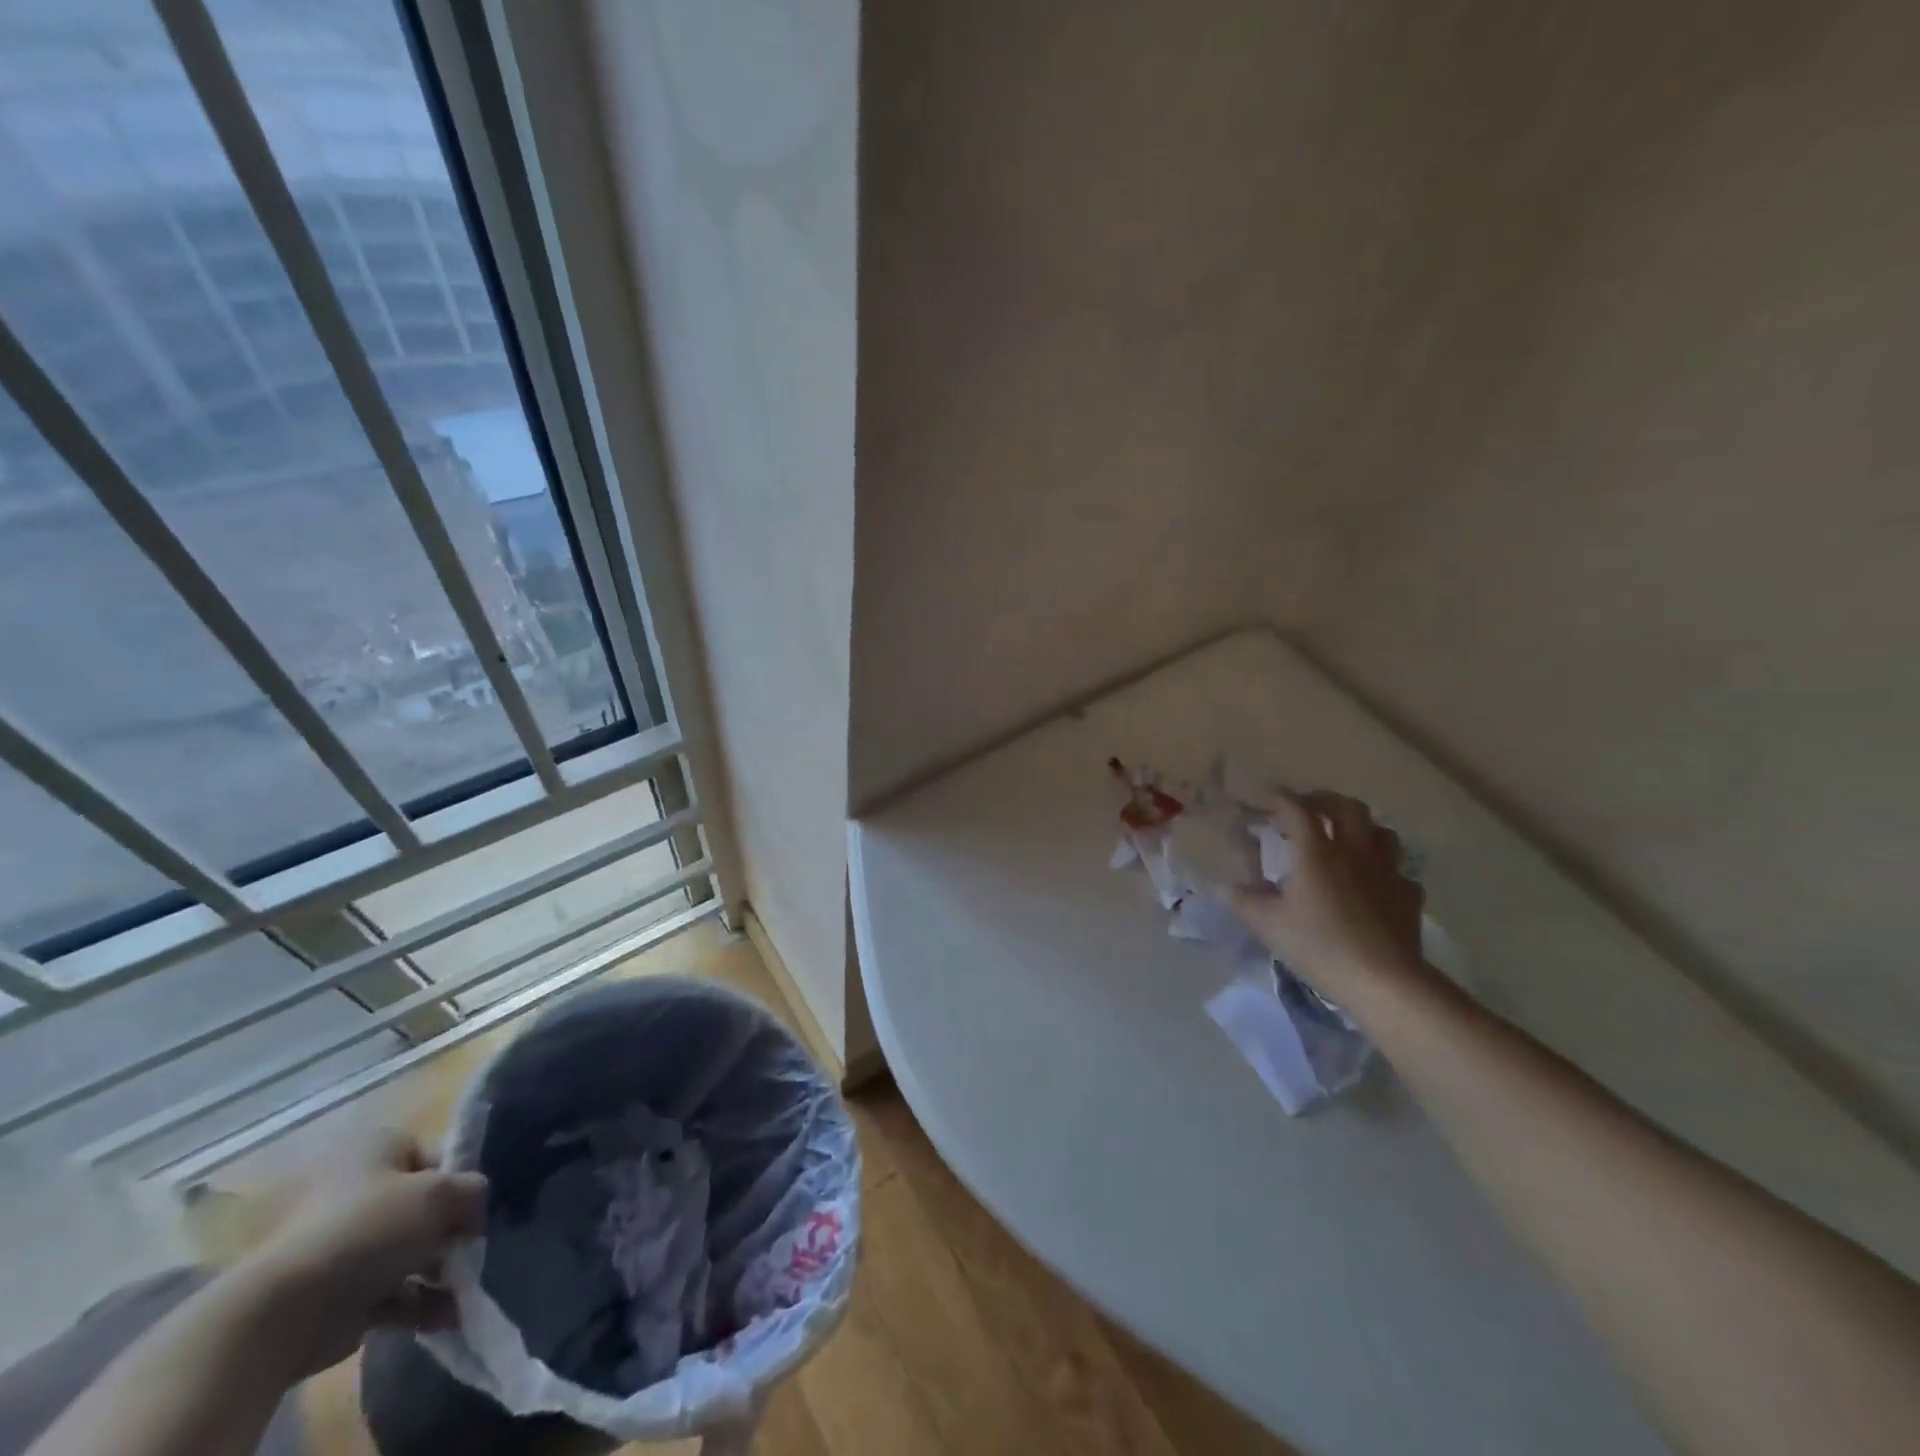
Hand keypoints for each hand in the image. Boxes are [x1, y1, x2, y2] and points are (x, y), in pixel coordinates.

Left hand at [237, 1131, 486, 1378]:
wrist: (283, 1314)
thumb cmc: (368, 1230)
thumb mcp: (441, 1194)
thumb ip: (472, 1191)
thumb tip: (474, 1208)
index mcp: (371, 1149)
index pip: (431, 1154)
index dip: (458, 1178)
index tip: (475, 1205)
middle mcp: (350, 1189)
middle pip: (416, 1204)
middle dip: (447, 1229)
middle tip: (471, 1248)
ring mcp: (335, 1244)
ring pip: (402, 1250)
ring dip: (437, 1269)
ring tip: (464, 1289)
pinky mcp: (329, 1293)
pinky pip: (385, 1290)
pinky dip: (416, 1302)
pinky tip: (445, 1316)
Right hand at [1231, 790, 1427, 1001]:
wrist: (1384, 981)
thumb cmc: (1319, 946)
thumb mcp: (1267, 925)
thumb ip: (1245, 900)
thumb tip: (1235, 887)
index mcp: (1316, 852)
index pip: (1295, 809)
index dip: (1276, 798)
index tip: (1260, 798)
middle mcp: (1354, 851)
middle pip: (1346, 807)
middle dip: (1324, 801)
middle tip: (1306, 809)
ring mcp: (1387, 871)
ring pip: (1380, 831)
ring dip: (1360, 827)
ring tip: (1344, 838)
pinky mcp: (1408, 895)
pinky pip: (1398, 869)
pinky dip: (1382, 868)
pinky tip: (1373, 883)